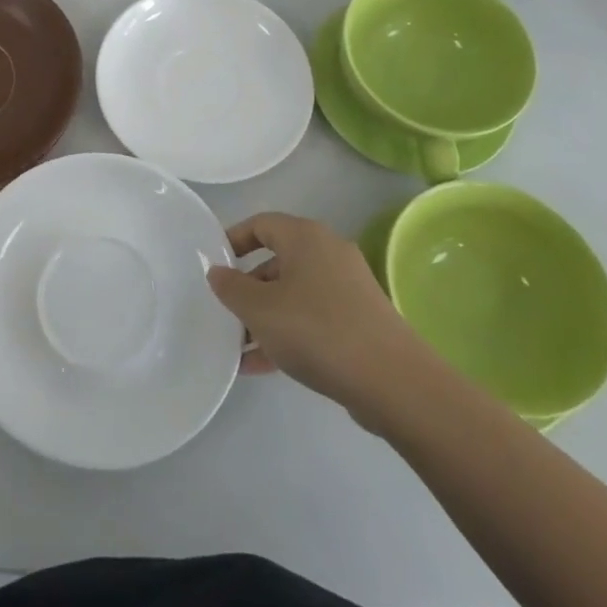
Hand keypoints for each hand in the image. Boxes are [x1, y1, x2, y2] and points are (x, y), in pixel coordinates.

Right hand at [206, 213, 422, 422]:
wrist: (392, 382)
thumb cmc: (316, 330)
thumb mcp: (260, 309)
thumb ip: (231, 288)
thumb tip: (217, 272)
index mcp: (305, 237)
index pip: (260, 224)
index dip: (232, 240)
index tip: (213, 265)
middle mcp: (328, 253)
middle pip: (277, 261)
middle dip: (247, 288)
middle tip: (224, 311)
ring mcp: (348, 288)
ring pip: (293, 294)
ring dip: (265, 317)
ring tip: (238, 348)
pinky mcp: (359, 321)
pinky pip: (312, 318)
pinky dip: (288, 333)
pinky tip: (262, 366)